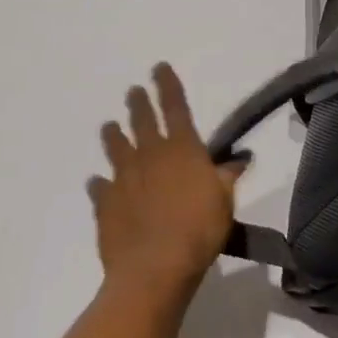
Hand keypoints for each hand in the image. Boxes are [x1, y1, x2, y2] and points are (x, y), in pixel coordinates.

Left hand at [93, 64, 246, 305]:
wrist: (154, 269)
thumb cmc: (199, 229)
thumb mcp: (225, 200)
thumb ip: (227, 176)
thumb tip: (240, 158)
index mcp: (181, 148)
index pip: (175, 107)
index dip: (168, 85)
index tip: (159, 67)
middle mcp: (149, 156)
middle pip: (141, 121)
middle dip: (138, 103)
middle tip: (133, 92)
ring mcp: (123, 180)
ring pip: (116, 149)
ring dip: (113, 135)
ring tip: (109, 126)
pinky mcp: (105, 206)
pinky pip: (101, 189)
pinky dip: (100, 184)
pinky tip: (97, 182)